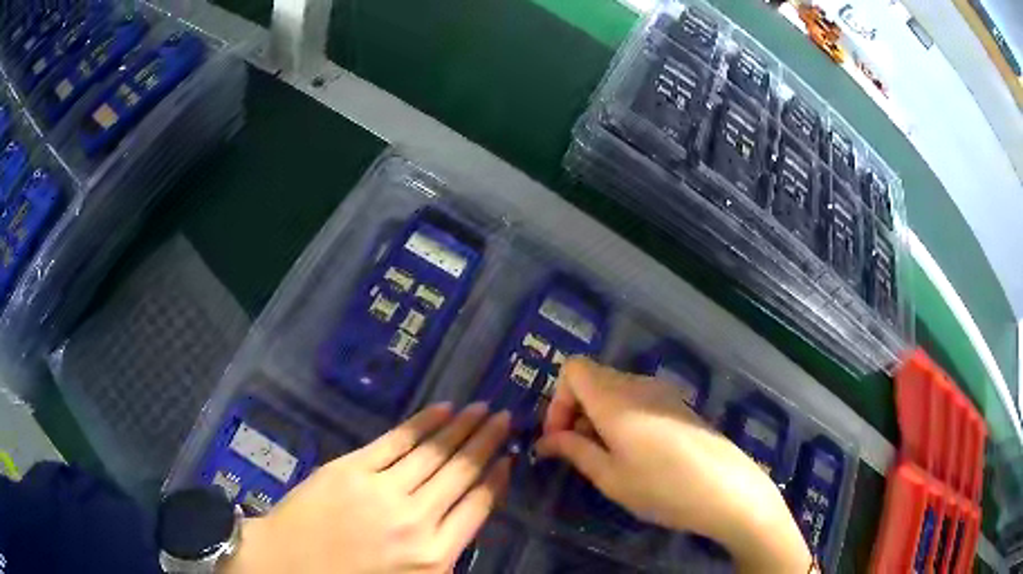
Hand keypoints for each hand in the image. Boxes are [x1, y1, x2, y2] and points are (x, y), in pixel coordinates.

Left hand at [225, 403, 511, 573]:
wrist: (285, 565)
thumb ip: (442, 552)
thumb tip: (464, 514)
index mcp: (435, 555)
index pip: (478, 506)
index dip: (496, 478)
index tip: (509, 456)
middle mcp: (417, 520)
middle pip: (461, 472)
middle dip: (486, 442)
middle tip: (504, 417)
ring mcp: (383, 490)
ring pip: (434, 452)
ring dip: (461, 427)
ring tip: (481, 409)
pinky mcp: (352, 468)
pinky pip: (397, 441)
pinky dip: (423, 423)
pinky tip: (441, 410)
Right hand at [536, 358, 810, 572]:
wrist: (727, 490)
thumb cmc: (663, 489)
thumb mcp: (611, 478)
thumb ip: (575, 451)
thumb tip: (547, 441)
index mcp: (615, 399)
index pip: (573, 368)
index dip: (557, 400)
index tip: (560, 438)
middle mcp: (638, 385)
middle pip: (593, 378)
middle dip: (575, 411)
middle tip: (578, 453)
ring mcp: (663, 392)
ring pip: (615, 389)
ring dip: (598, 416)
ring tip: (606, 457)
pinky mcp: (679, 405)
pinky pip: (637, 399)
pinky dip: (622, 417)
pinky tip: (635, 453)